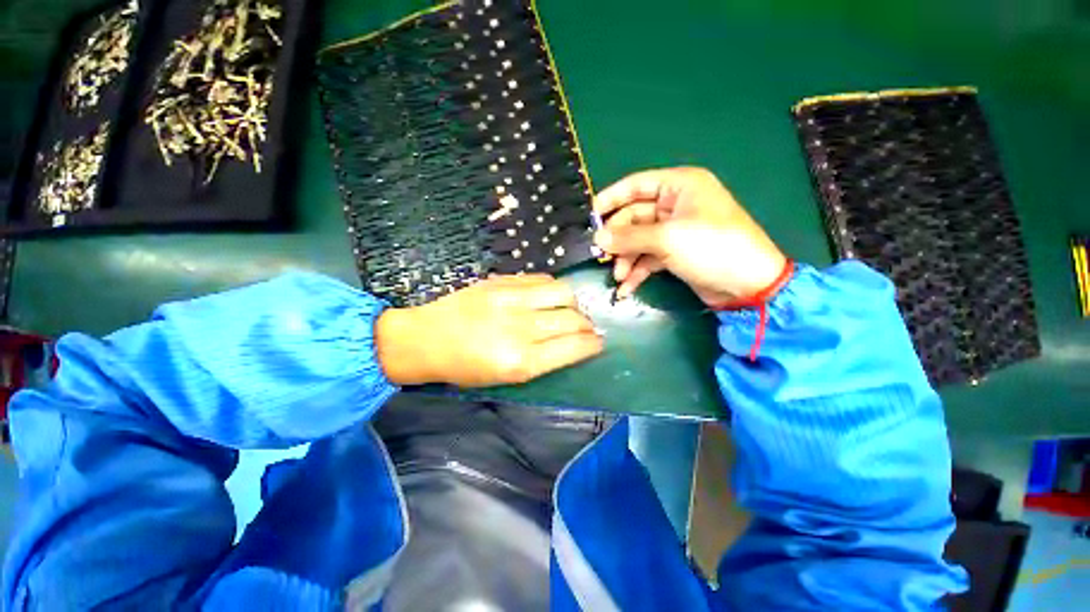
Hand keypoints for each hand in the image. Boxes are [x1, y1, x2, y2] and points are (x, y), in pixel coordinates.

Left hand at [375, 275, 602, 386]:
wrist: (426, 338)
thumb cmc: (465, 367)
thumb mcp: (506, 377)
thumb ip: (544, 359)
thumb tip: (574, 343)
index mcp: (521, 362)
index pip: (573, 347)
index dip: (593, 344)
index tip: (598, 343)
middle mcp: (520, 329)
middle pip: (572, 319)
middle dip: (587, 325)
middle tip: (586, 328)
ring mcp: (510, 300)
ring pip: (562, 293)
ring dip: (574, 303)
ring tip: (570, 309)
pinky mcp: (502, 282)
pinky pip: (542, 279)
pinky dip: (553, 288)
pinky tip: (550, 296)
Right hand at [593, 167, 786, 305]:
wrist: (748, 285)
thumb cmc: (712, 248)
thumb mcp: (667, 239)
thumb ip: (629, 237)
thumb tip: (598, 239)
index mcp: (679, 186)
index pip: (636, 185)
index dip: (611, 198)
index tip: (590, 216)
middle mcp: (675, 205)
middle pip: (634, 217)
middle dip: (618, 239)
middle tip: (602, 256)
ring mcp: (675, 231)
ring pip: (638, 240)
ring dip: (625, 259)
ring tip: (617, 277)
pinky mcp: (675, 253)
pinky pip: (647, 258)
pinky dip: (636, 271)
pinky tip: (626, 287)